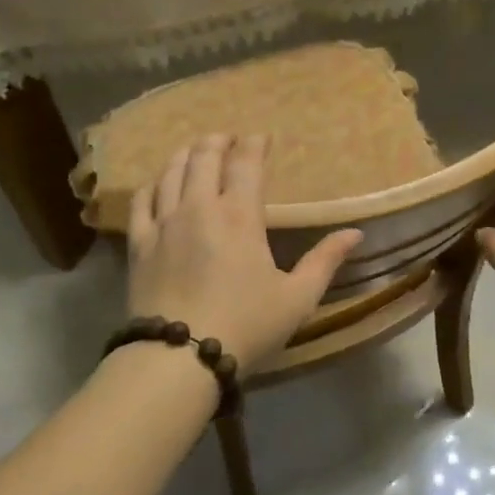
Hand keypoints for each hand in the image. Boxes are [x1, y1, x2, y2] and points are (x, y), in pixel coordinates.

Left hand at [127, 134, 362, 371]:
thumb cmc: (246, 325)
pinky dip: (153, 184)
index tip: (261, 136)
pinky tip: (157, 184)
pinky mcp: (139, 244)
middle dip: (218, 141)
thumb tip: (355, 234)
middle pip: (204, 157)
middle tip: (228, 138)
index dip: (254, 144)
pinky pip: (141, 201)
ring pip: (171, 172)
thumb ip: (325, 261)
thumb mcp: (297, 298)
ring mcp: (164, 223)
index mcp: (239, 216)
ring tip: (194, 150)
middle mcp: (199, 207)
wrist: (178, 357)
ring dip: (185, 154)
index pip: (245, 164)